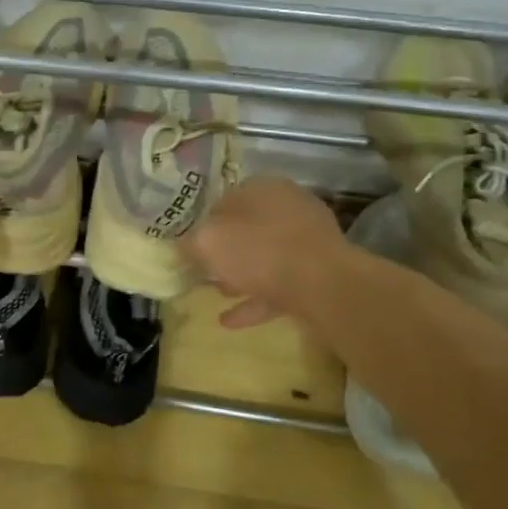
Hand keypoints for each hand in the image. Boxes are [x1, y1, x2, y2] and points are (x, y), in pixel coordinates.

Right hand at [184, 176, 346, 328]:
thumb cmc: (260, 251)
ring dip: (240, 277)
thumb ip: (190, 242)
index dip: (203, 223)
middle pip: (247, 229)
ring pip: (265, 257)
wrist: (326, 286)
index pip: (224, 200)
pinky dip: (256, 300)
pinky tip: (231, 320)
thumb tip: (182, 244)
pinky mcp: (320, 272)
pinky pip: (280, 284)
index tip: (190, 246)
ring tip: (216, 295)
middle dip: (224, 251)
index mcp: (262, 188)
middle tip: (203, 271)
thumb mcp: (208, 242)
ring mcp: (308, 240)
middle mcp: (288, 207)